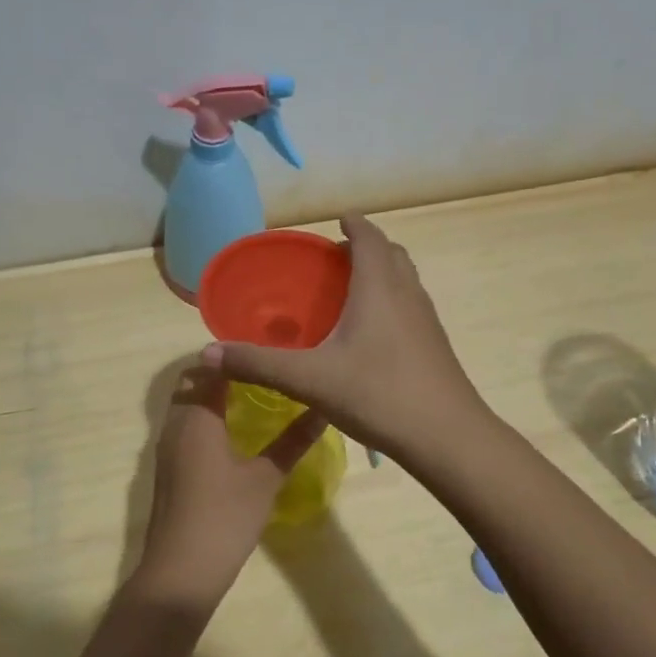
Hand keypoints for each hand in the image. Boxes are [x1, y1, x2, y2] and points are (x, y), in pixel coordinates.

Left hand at [130, 370, 325, 614]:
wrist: (180, 572)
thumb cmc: (225, 517)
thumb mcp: (266, 478)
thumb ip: (293, 441)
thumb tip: (323, 410)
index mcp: (197, 418)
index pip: (209, 368)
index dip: (233, 356)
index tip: (263, 350)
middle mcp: (175, 425)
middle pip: (191, 383)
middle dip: (220, 373)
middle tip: (260, 371)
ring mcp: (167, 449)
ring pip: (185, 406)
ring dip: (211, 396)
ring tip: (251, 396)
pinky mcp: (168, 470)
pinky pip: (184, 428)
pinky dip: (204, 419)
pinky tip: (233, 433)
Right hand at [201, 214, 486, 460]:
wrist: (447, 437)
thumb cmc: (379, 395)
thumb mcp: (310, 380)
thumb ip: (258, 364)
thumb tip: (208, 353)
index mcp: (378, 288)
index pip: (369, 237)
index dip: (354, 223)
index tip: (337, 220)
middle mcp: (407, 294)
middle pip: (391, 253)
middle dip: (366, 247)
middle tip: (335, 261)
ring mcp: (426, 319)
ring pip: (405, 279)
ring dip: (382, 273)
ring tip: (350, 293)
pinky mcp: (435, 344)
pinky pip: (411, 305)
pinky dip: (391, 301)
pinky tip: (371, 336)